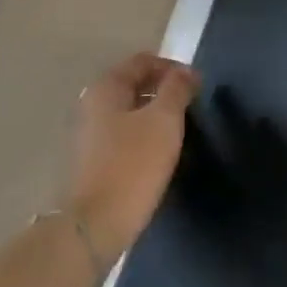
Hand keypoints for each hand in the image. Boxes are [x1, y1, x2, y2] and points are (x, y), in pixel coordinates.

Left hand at [66, 53, 199, 265]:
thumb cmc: (133, 164)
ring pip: (130, 110)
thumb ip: (177, 89)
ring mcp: (90, 133)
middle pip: (135, 83)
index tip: (197, 86)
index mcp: (106, 87)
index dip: (173, 67)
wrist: (96, 225)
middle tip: (191, 106)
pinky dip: (144, 133)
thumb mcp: (164, 120)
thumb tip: (186, 72)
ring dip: (156, 113)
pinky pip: (124, 134)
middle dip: (165, 90)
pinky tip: (160, 152)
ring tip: (180, 129)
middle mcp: (93, 104)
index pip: (143, 61)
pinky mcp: (93, 160)